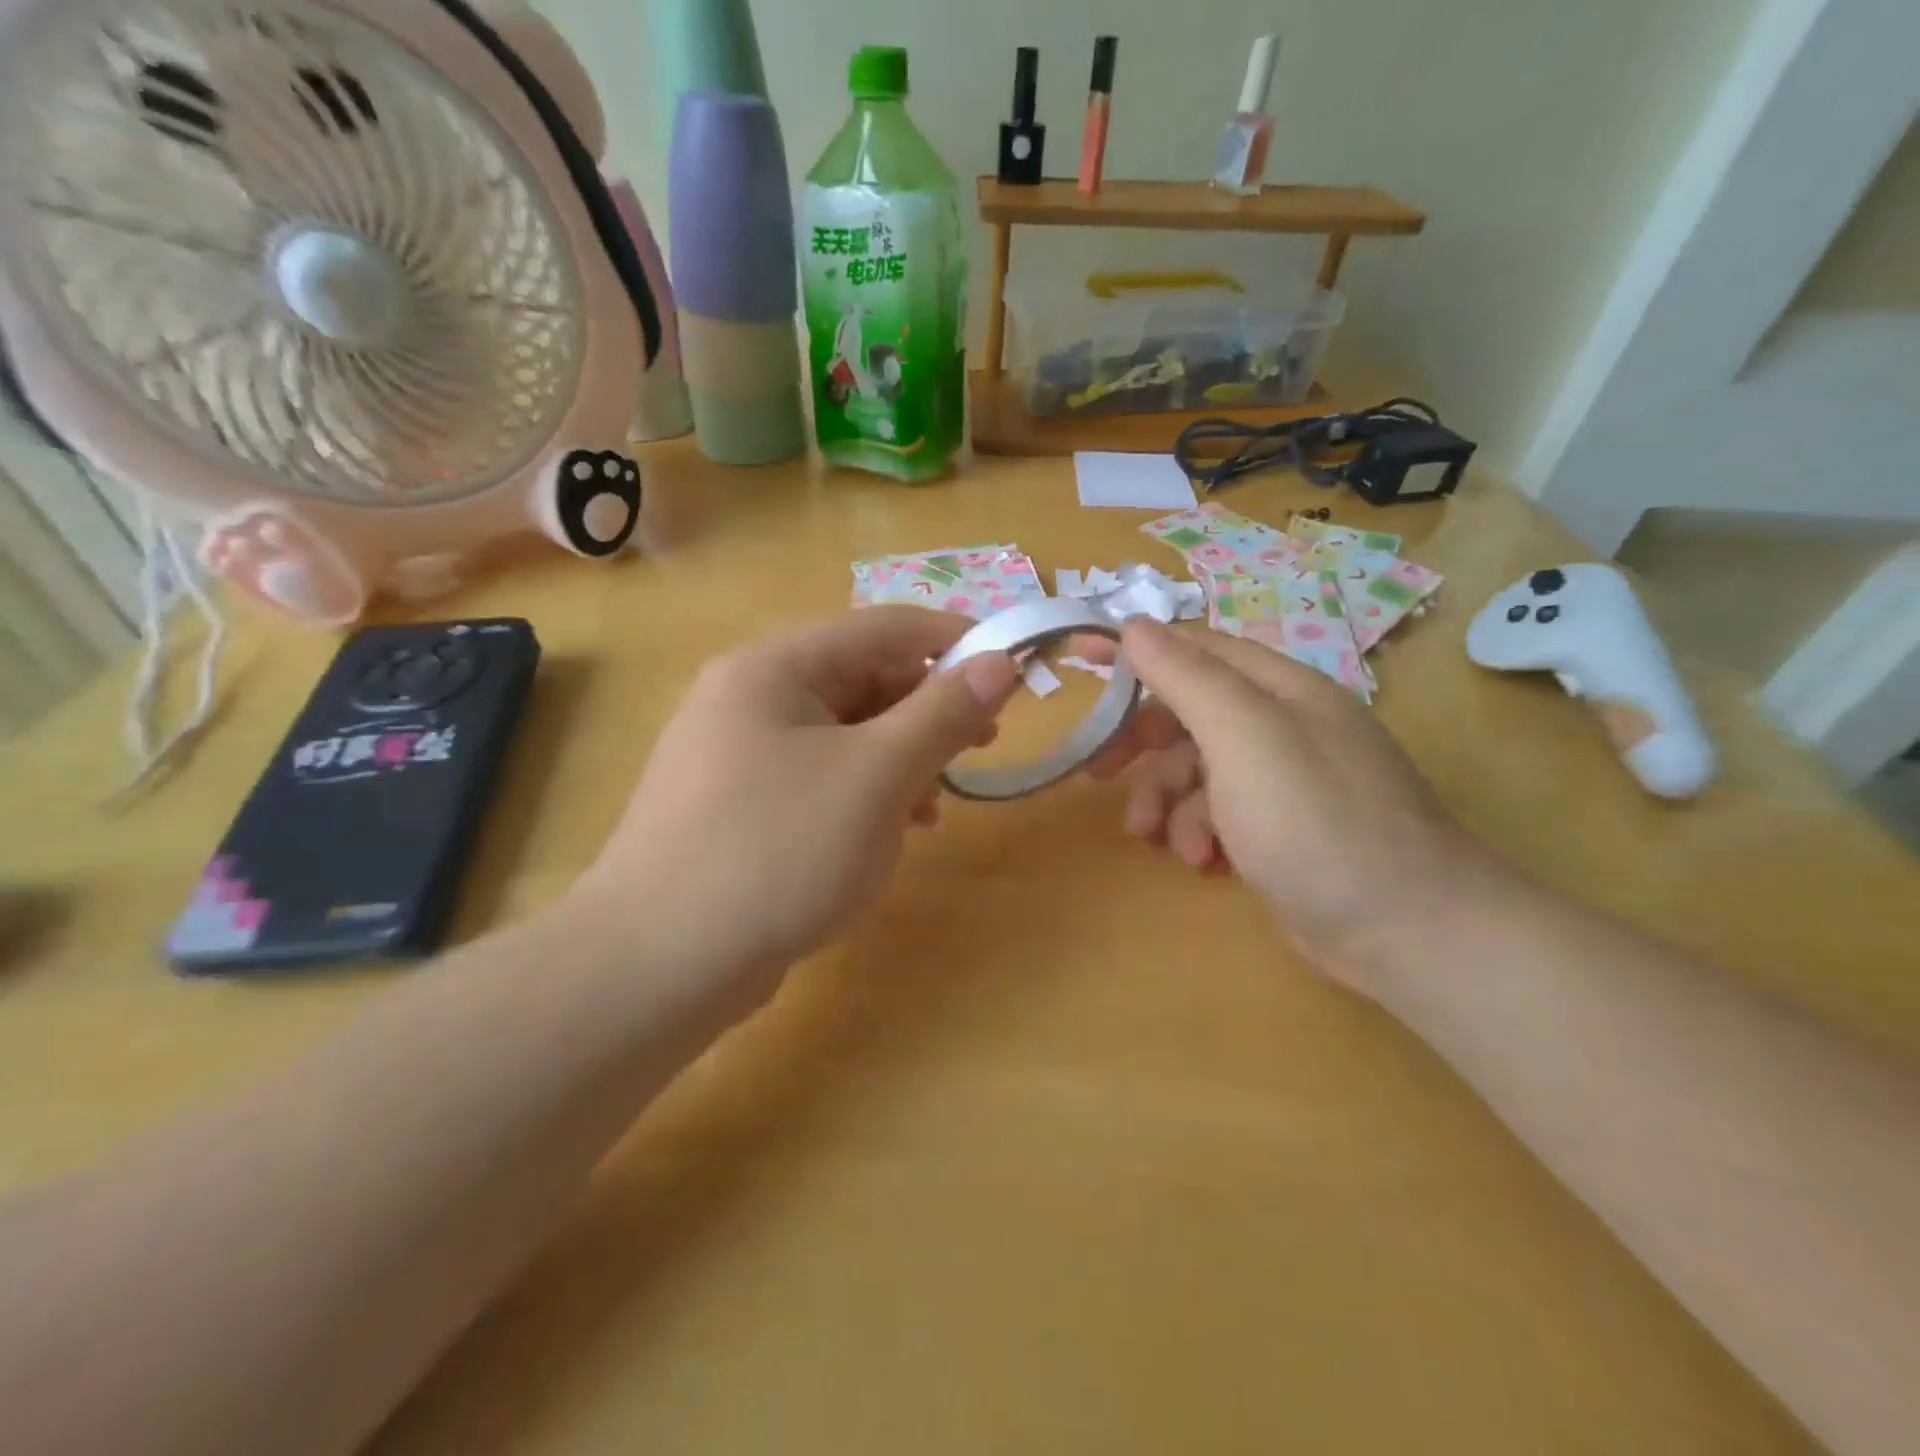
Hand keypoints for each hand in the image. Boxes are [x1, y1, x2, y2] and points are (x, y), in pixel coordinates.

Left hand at [578, 608, 1018, 990]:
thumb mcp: (877, 777)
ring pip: (843, 733)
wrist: (658, 966)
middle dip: (927, 710)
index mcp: (775, 668)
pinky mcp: (737, 804)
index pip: (884, 628)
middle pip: (862, 679)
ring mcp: (737, 753)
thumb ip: (942, 713)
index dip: (955, 640)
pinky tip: (887, 832)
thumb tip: (999, 660)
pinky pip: (818, 776)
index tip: (1013, 666)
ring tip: (934, 805)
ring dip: (899, 757)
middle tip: (981, 744)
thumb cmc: (777, 852)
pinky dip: (863, 792)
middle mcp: (749, 696)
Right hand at [1094, 619, 1506, 987]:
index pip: (1194, 648)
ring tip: (1158, 839)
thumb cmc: (1315, 821)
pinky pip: (1221, 812)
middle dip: (1143, 743)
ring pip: (1198, 769)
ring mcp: (1286, 779)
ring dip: (1167, 800)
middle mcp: (1284, 724)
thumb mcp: (1244, 736)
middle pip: (1190, 712)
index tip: (1080, 661)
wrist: (1406, 931)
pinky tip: (1203, 862)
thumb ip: (1188, 677)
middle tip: (1100, 773)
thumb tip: (1135, 624)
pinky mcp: (1284, 829)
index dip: (1136, 652)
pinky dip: (1200, 831)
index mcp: (1279, 688)